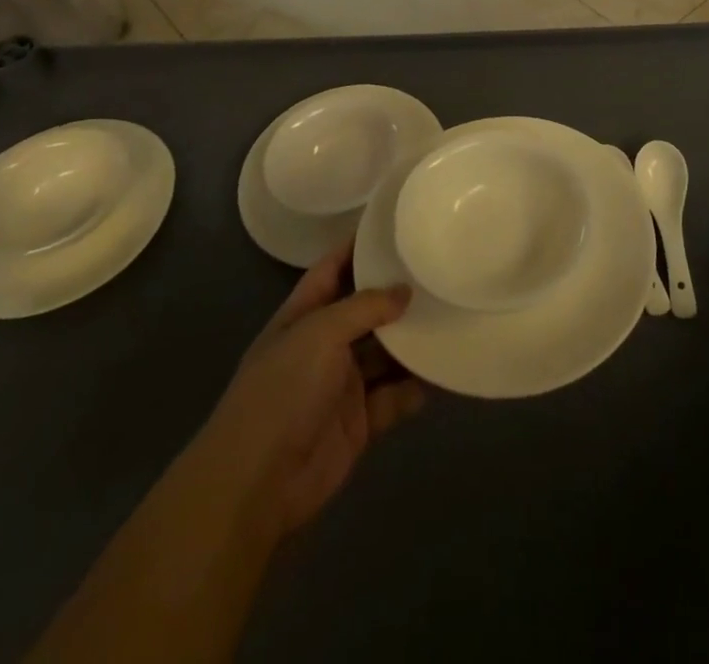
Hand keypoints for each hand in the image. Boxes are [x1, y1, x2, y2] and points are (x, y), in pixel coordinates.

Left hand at [201, 240, 424, 541]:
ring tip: (450, 315)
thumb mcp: (320, 333)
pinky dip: (414, 387)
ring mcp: (341, 385)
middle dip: (396, 295)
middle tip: (439, 270)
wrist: (258, 483)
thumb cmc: (283, 390)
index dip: (357, 247)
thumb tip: (405, 291)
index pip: (332, 269)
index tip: (395, 225)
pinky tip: (443, 370)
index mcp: (302, 316)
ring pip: (384, 354)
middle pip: (365, 311)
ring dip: (411, 341)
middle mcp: (323, 345)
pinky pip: (393, 397)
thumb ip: (365, 306)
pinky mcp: (359, 422)